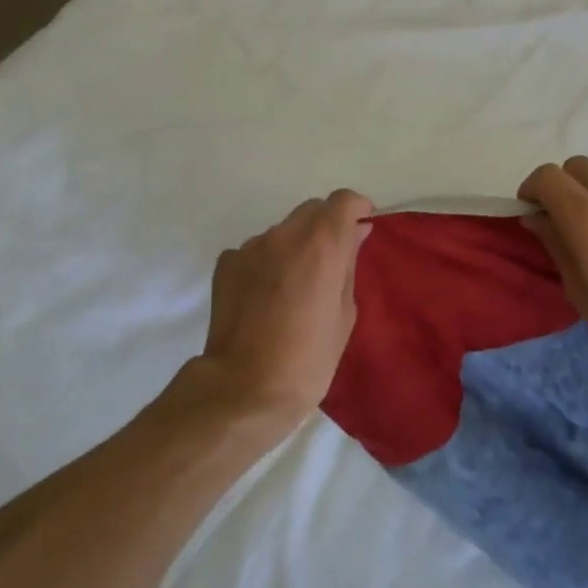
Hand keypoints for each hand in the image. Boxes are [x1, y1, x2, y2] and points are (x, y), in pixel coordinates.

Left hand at [181, 190, 375, 430]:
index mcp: (321, 244)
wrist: (244, 388)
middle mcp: (284, 234)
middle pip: (311, 210)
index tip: (361, 228)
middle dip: (326, 226)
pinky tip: (266, 297)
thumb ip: (348, 264)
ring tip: (295, 286)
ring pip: (282, 231)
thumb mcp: (344, 313)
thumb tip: (355, 234)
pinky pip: (256, 251)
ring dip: (295, 245)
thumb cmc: (308, 358)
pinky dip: (267, 263)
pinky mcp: (226, 263)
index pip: (343, 200)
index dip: (356, 209)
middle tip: (332, 262)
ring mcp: (251, 247)